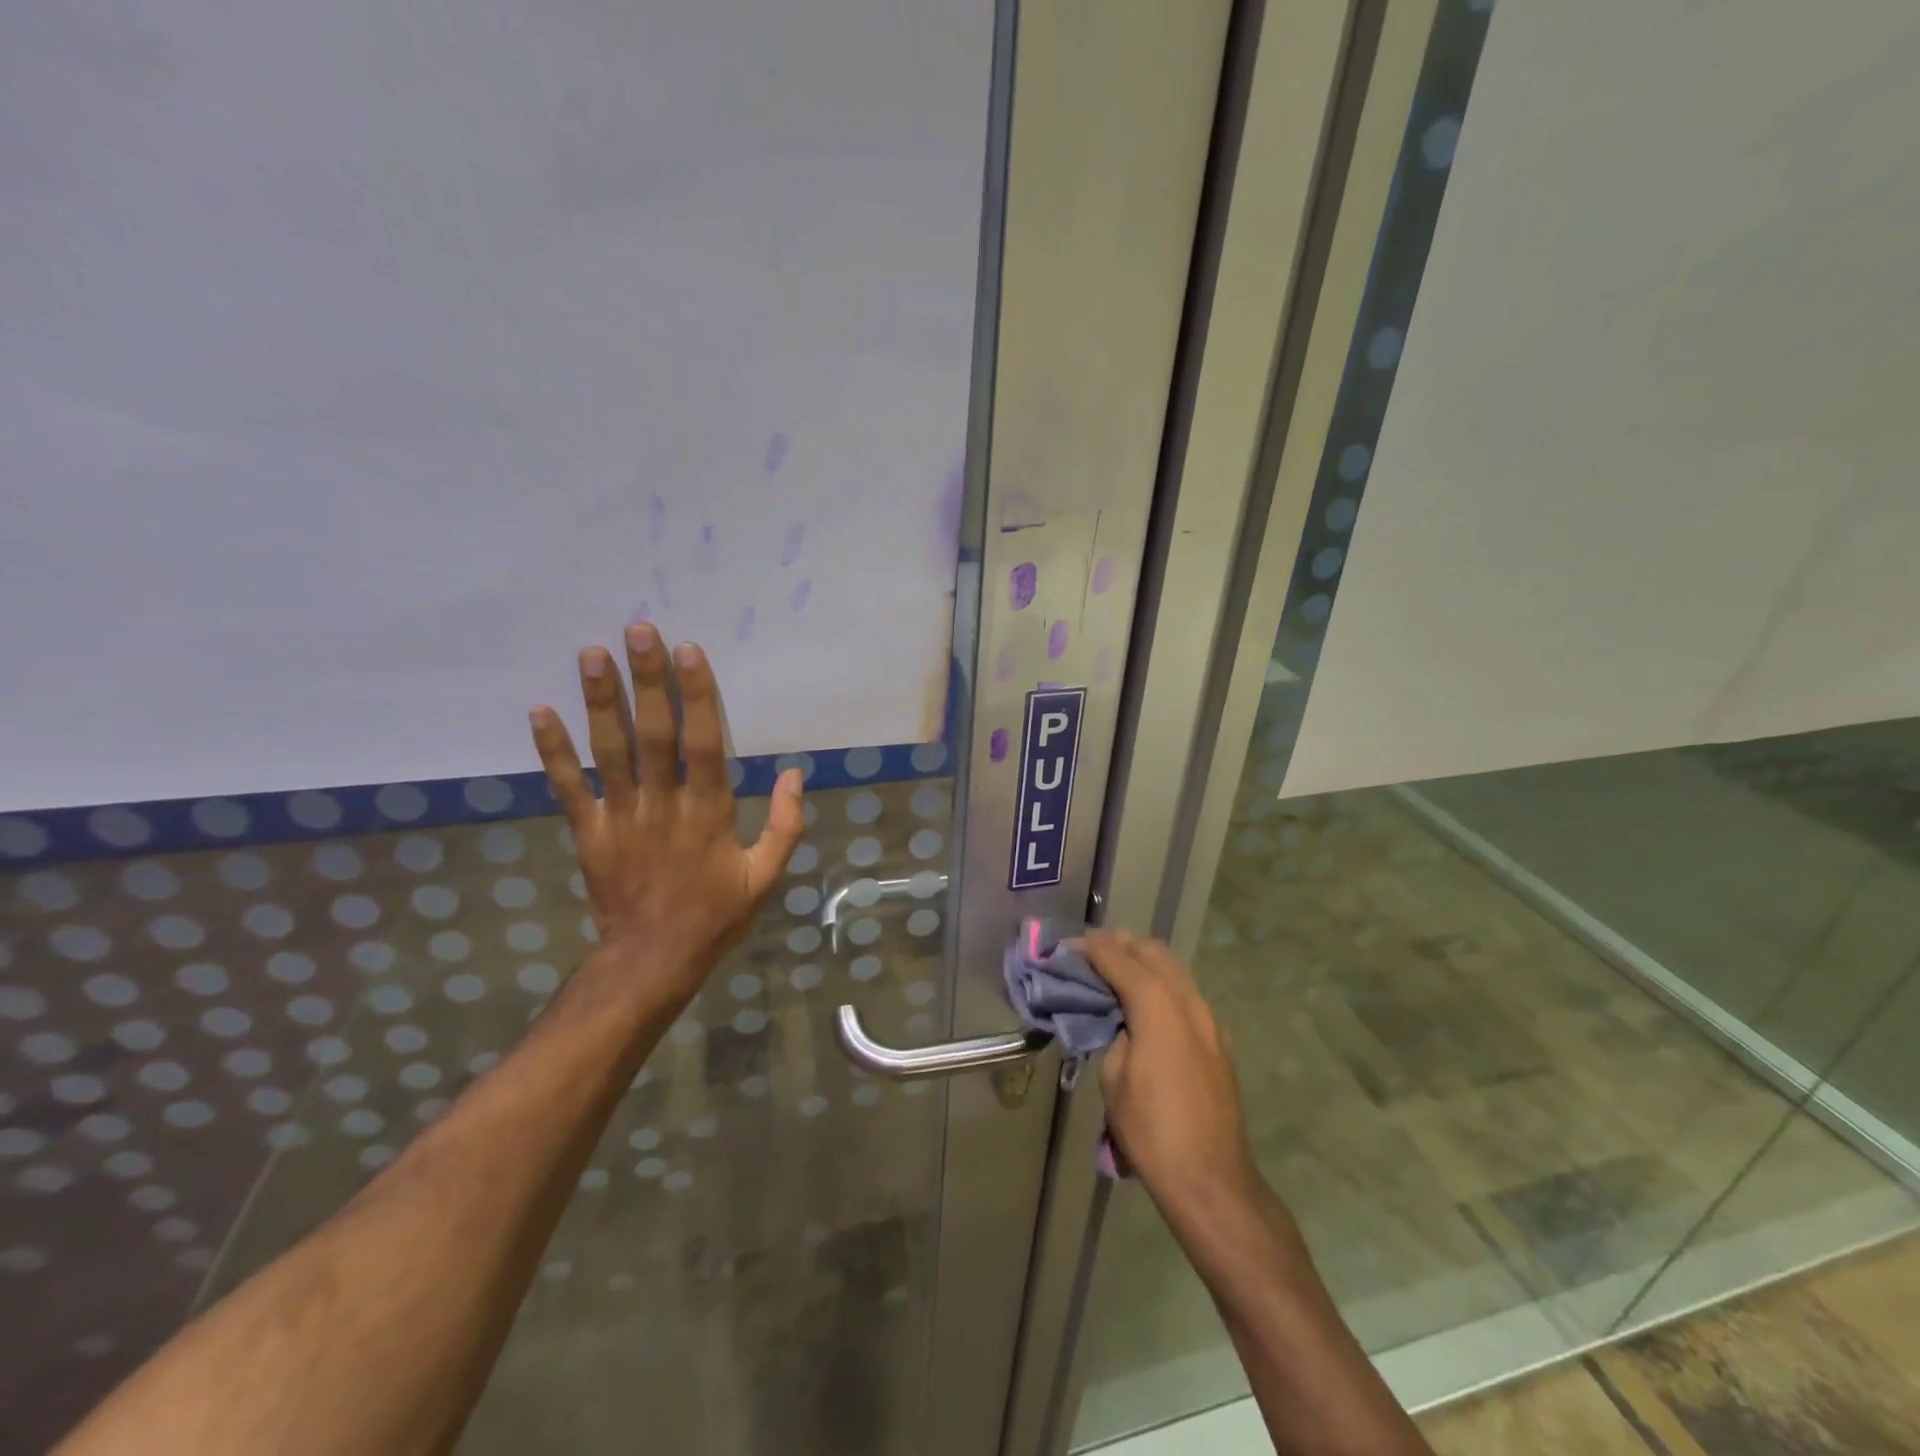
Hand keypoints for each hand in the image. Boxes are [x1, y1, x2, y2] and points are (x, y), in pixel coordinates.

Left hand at [528, 623, 804, 1005]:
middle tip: (637, 631)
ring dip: (599, 701)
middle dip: (647, 681)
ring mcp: (620, 817)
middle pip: (653, 733)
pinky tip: (540, 711)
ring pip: (609, 751)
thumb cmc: (715, 915)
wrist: (652, 960)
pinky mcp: (588, 832)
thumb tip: (794, 773)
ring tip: (592, 654)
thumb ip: (785, 825)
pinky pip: (568, 787)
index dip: (696, 695)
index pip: (703, 743)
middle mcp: (662, 805)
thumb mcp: (766, 876)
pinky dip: (552, 751)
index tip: (687, 651)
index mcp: (709, 812)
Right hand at [1081, 932, 1261, 1222]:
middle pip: (1154, 952)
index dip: (1092, 948)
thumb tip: (1121, 1021)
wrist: (1211, 1179)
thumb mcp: (1114, 1079)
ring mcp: (1210, 1020)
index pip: (1121, 959)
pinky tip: (1143, 1002)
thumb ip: (1115, 1034)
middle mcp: (1189, 1003)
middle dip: (1121, 944)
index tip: (1068, 947)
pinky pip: (1186, 994)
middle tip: (1091, 952)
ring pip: (1174, 970)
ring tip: (1114, 970)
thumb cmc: (1151, 1131)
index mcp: (1159, 1008)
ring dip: (1143, 961)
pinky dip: (1161, 984)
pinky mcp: (1218, 1040)